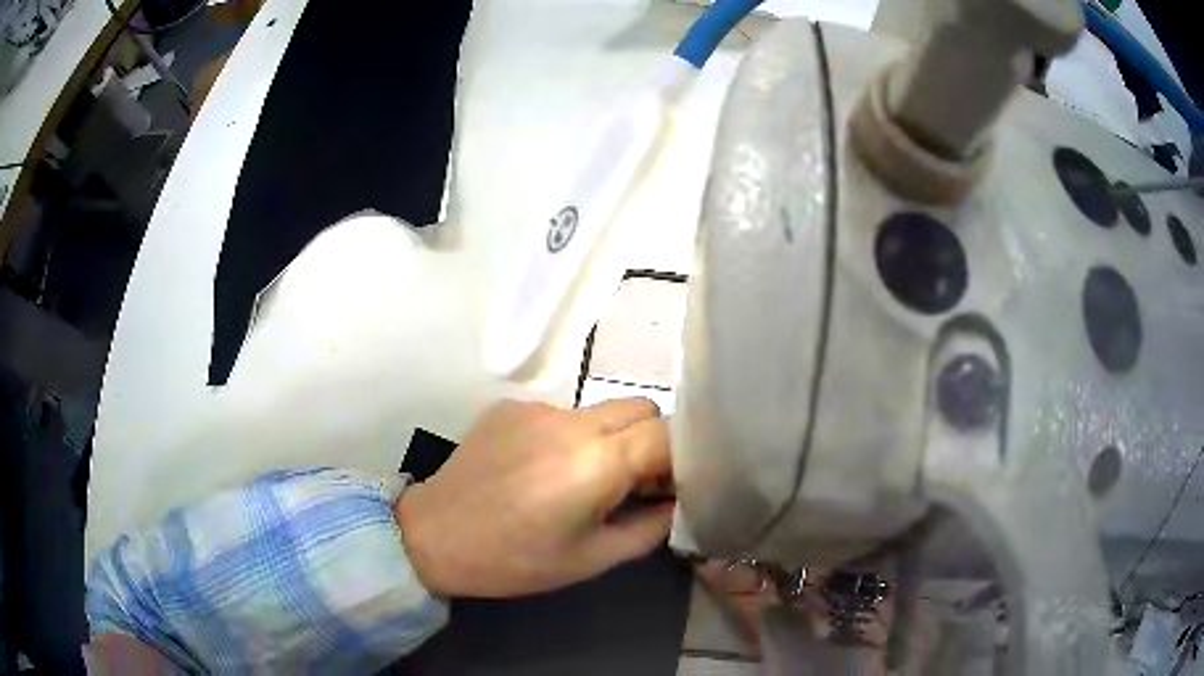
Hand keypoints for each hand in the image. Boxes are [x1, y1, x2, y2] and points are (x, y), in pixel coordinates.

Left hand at [395, 399, 673, 597]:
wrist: (434, 535)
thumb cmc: (515, 560)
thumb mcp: (592, 558)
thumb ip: (650, 528)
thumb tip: (677, 503)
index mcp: (595, 461)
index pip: (667, 432)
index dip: (682, 457)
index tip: (672, 487)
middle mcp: (571, 420)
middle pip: (641, 407)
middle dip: (652, 440)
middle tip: (635, 483)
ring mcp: (537, 407)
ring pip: (602, 410)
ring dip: (610, 439)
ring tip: (582, 481)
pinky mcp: (511, 406)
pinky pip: (562, 414)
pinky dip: (572, 437)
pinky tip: (542, 470)